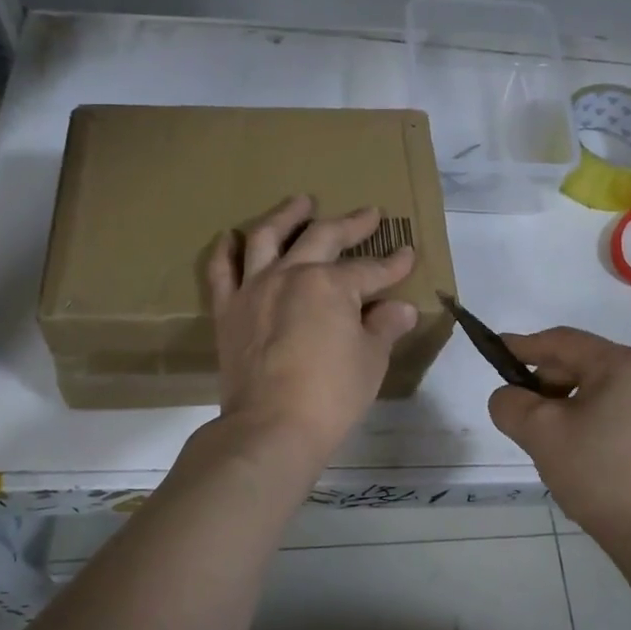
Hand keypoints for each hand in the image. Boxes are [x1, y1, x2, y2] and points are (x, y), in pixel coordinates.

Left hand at [206, 195, 418, 469]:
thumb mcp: (371, 360)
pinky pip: (222, 271)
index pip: (370, 270)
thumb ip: (384, 327)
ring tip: (301, 202)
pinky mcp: (228, 310)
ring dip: (286, 216)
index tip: (408, 254)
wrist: (271, 427)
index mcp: (331, 284)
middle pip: (323, 238)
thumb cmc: (331, 395)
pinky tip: (231, 236)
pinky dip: (226, 250)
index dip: (393, 264)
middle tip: (369, 214)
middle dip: (351, 225)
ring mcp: (255, 288)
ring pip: (267, 237)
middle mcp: (292, 274)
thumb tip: (401, 309)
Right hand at [487, 327, 630, 544]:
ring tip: (556, 434)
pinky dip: (601, 417)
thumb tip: (511, 396)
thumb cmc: (598, 474)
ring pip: (607, 388)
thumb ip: (510, 403)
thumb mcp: (539, 433)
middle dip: (551, 382)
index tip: (498, 351)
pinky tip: (589, 448)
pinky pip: (629, 409)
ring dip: (575, 401)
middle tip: (526, 410)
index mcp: (625, 364)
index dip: (525, 346)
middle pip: (587, 364)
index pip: (564, 342)